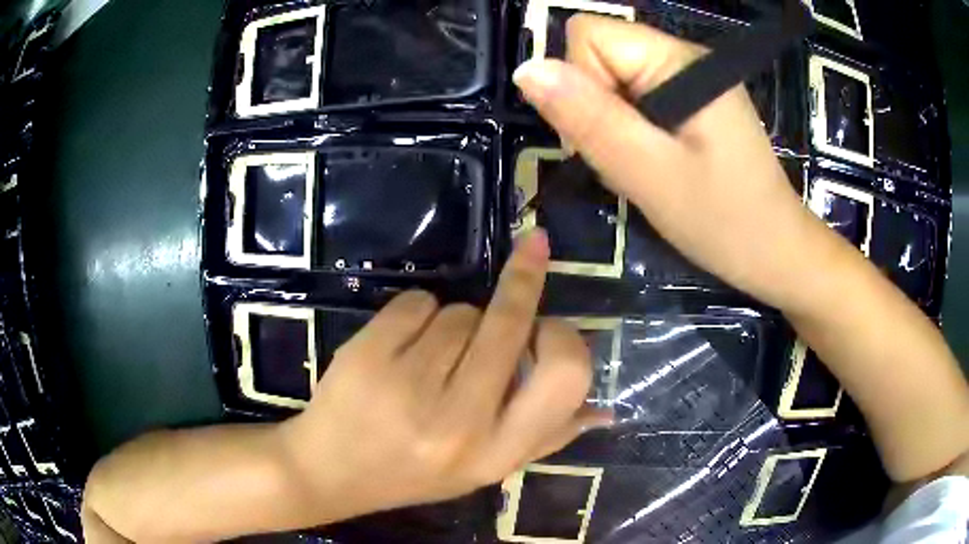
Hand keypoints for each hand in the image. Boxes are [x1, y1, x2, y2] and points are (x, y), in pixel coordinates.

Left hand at [278, 231, 608, 520]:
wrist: (330, 471)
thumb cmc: (414, 471)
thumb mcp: (486, 468)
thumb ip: (547, 438)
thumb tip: (604, 411)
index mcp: (497, 451)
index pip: (563, 376)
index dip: (564, 336)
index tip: (551, 321)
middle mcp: (459, 421)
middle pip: (508, 323)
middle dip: (522, 282)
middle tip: (531, 253)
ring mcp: (408, 385)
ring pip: (459, 312)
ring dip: (456, 321)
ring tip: (432, 357)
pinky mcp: (368, 354)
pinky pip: (418, 301)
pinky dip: (417, 312)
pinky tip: (400, 346)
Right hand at [514, 15, 826, 309]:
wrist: (775, 253)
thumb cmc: (723, 220)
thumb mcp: (649, 173)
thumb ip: (589, 118)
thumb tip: (526, 69)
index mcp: (678, 60)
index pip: (588, 35)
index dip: (582, 84)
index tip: (611, 135)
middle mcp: (683, 56)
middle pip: (599, 56)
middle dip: (598, 110)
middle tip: (631, 160)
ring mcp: (690, 79)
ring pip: (612, 82)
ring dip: (613, 127)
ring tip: (646, 168)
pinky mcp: (692, 102)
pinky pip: (634, 100)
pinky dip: (631, 134)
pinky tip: (654, 164)